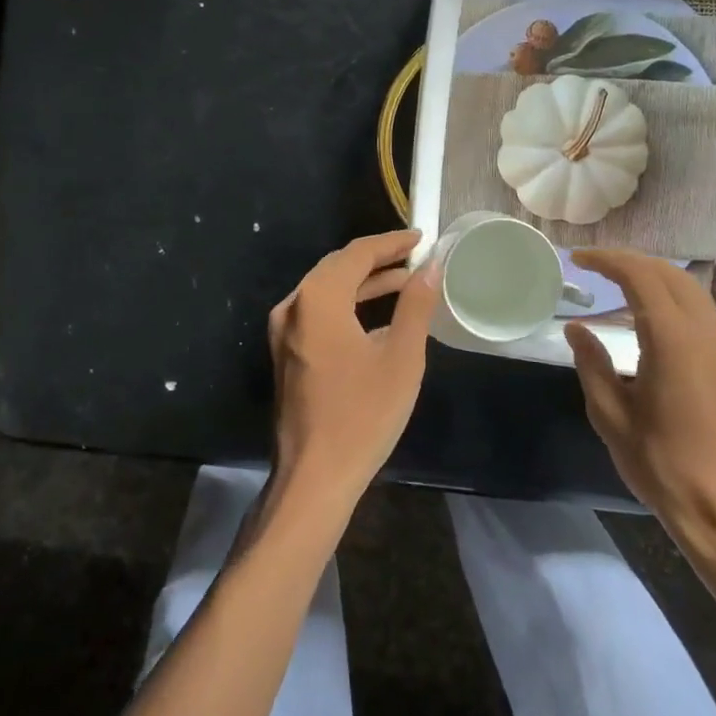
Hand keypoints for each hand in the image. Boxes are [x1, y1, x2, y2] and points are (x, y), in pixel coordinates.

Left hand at [267, 230, 440, 507]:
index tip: (421, 238)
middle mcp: (293, 305)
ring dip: (364, 283)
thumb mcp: (400, 357)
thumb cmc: (363, 415)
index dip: (391, 242)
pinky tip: (376, 315)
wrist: (315, 477)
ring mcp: (284, 330)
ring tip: (404, 281)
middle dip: (377, 259)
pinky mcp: (286, 352)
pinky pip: (319, 312)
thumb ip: (415, 305)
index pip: (357, 253)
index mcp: (318, 299)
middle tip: (414, 256)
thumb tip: (431, 267)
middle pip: (337, 267)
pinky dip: (348, 305)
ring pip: (327, 289)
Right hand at [565, 249, 715, 559]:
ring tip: (614, 283)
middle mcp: (704, 330)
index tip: (577, 259)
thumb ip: (592, 363)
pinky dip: (669, 296)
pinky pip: (698, 308)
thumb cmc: (662, 464)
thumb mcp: (611, 414)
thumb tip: (576, 328)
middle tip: (593, 265)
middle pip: (667, 273)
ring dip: (651, 276)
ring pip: (687, 287)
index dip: (606, 260)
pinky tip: (645, 315)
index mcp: (673, 338)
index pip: (639, 276)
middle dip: (629, 261)